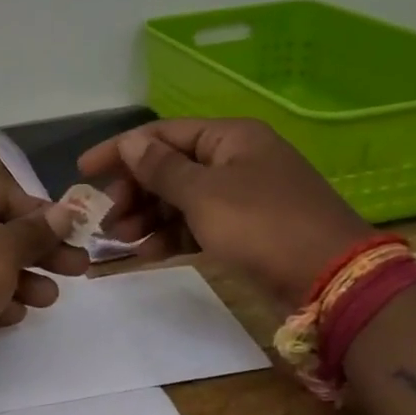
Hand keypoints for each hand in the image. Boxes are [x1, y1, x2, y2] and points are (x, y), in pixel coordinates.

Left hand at [0, 180, 87, 393]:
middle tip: (78, 269)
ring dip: (21, 281)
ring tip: (50, 299)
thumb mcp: (0, 251)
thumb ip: (34, 232)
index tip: (77, 232)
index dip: (43, 214)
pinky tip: (14, 316)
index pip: (3, 196)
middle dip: (39, 252)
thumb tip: (63, 212)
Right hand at [76, 117, 371, 303]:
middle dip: (134, 192)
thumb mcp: (205, 194)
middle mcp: (235, 160)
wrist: (332, 280)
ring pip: (181, 198)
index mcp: (229, 138)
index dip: (120, 151)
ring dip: (148, 216)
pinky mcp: (246, 229)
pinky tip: (148, 252)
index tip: (83, 171)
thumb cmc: (262, 225)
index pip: (162, 134)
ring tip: (120, 240)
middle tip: (107, 219)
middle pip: (169, 167)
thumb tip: (131, 142)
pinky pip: (197, 223)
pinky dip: (172, 235)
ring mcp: (242, 195)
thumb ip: (162, 169)